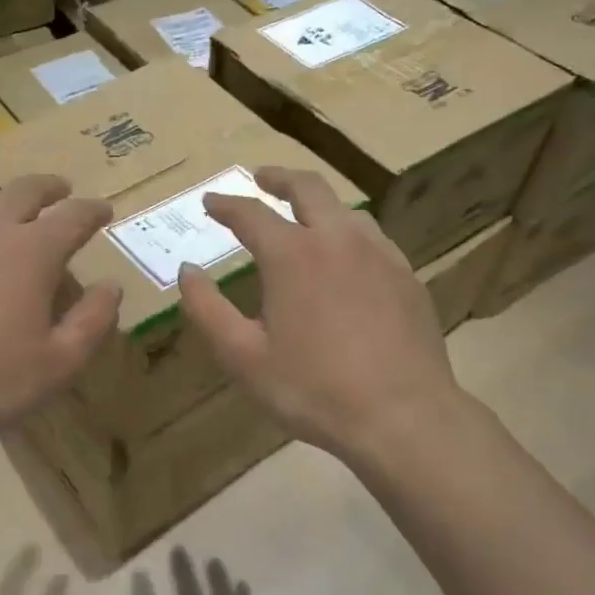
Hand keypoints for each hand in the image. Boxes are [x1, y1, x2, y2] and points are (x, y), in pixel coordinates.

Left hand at [0, 176, 121, 448]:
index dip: (93, 211)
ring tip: (14, 212)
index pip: (73, 216)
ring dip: (5, 202)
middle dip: (49, 188)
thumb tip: (111, 287)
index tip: (104, 210)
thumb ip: (93, 321)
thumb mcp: (59, 364)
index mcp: (31, 251)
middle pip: (24, 192)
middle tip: (62, 189)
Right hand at [177, 167, 465, 468]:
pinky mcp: (407, 276)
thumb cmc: (311, 389)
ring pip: (346, 211)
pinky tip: (348, 258)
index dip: (225, 204)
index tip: (210, 202)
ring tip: (304, 218)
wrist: (402, 416)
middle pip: (308, 188)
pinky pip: (374, 239)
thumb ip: (206, 309)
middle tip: (260, 178)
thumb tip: (187, 270)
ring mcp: (380, 255)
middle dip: (278, 178)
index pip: (251, 213)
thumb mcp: (242, 357)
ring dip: (318, 204)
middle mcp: (337, 240)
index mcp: (292, 255)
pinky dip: (349, 234)